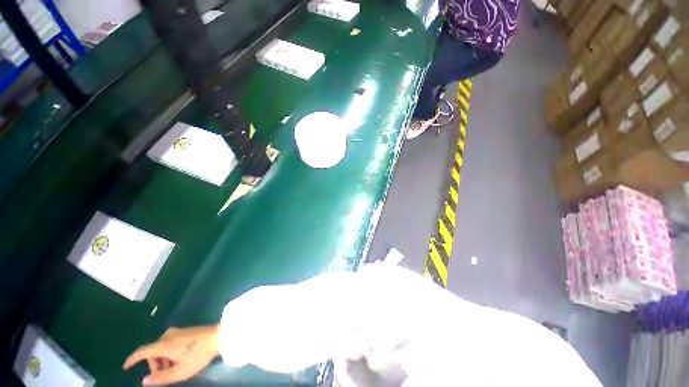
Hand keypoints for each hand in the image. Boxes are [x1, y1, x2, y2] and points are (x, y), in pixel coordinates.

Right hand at [122, 325, 220, 385]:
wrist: (216, 338)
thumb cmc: (198, 356)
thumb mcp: (181, 371)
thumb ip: (163, 377)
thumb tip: (144, 381)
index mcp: (161, 345)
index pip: (142, 352)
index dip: (132, 359)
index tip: (125, 366)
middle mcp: (164, 336)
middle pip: (152, 352)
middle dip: (154, 366)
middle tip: (164, 379)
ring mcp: (172, 334)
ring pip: (160, 350)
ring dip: (163, 362)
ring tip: (174, 373)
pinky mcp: (180, 334)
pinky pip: (167, 346)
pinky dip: (168, 357)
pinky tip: (179, 363)